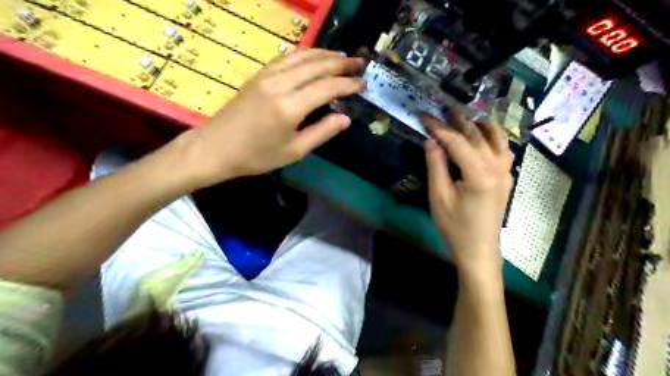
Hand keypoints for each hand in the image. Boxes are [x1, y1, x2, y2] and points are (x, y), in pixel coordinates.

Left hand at [178, 48, 363, 189]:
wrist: (216, 148)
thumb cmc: (257, 156)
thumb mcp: (294, 151)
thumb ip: (322, 132)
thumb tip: (345, 118)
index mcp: (290, 107)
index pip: (327, 87)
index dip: (347, 84)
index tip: (362, 84)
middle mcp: (279, 84)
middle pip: (317, 65)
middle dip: (341, 63)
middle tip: (359, 63)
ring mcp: (266, 75)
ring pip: (302, 56)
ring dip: (324, 54)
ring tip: (342, 57)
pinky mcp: (258, 75)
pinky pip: (287, 58)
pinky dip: (305, 54)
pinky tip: (314, 57)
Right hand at [424, 111, 513, 273]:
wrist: (478, 249)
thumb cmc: (455, 226)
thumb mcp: (439, 197)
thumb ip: (436, 166)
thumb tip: (431, 141)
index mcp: (479, 175)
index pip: (457, 142)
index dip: (439, 128)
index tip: (425, 117)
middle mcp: (498, 168)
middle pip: (477, 135)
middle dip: (458, 120)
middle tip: (441, 109)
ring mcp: (506, 172)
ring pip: (496, 138)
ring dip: (478, 124)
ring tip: (462, 116)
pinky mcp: (507, 178)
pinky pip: (502, 149)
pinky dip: (491, 137)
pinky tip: (481, 136)